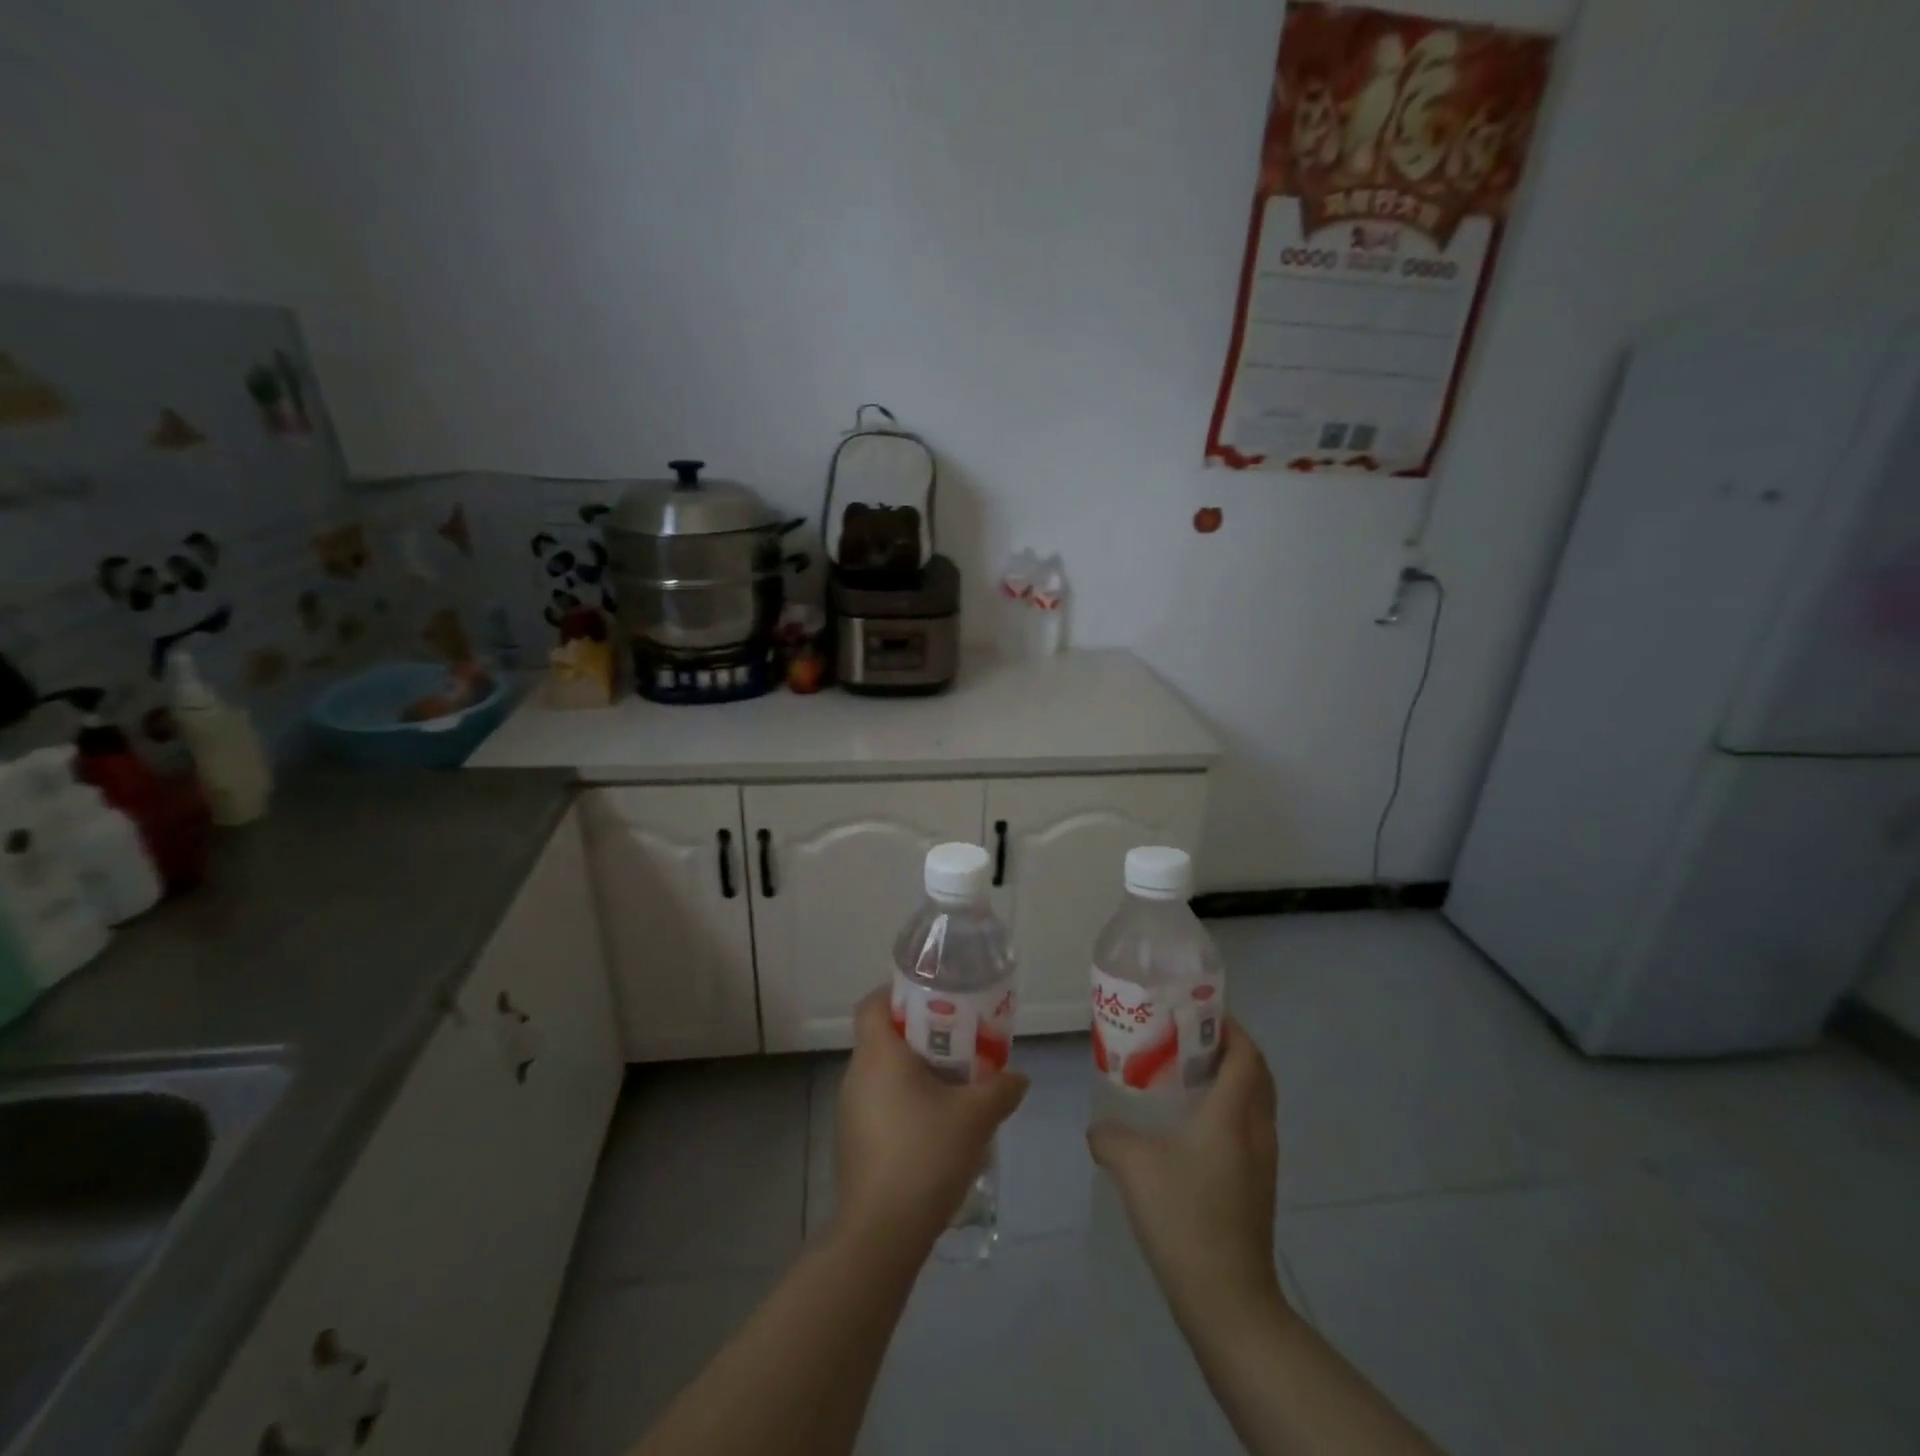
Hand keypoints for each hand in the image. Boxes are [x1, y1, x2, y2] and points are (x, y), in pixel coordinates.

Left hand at [833, 990, 1029, 1255]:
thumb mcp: (975, 1117)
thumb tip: (1019, 1076)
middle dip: (919, 1035)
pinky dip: (903, 1101)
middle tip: (958, 1043)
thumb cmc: (925, 1154)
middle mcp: (856, 1074)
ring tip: (952, 1086)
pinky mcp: (852, 1140)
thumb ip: (1000, 1089)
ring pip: (882, 1072)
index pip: (873, 1003)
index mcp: (878, 1054)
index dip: (898, 994)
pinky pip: (879, 1102)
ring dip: (913, 1072)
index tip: (933, 1002)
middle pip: (882, 1036)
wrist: (881, 1232)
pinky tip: (934, 1127)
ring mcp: (850, 1109)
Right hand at [1087, 1019, 1285, 1325]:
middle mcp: (1256, 1130)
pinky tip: (1191, 1127)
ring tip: (1186, 1075)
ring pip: (1255, 1103)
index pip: (1246, 1054)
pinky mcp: (1258, 1187)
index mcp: (1233, 1114)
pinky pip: (1249, 1129)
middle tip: (1189, 1038)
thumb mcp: (1132, 1166)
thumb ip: (1109, 1136)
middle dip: (1230, 1048)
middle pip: (1258, 1073)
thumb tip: (1097, 1128)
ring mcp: (1262, 1162)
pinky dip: (1229, 1111)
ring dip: (1231, 1080)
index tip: (1199, 1011)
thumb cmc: (1184, 1217)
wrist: (1227, 1301)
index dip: (1230, 1026)